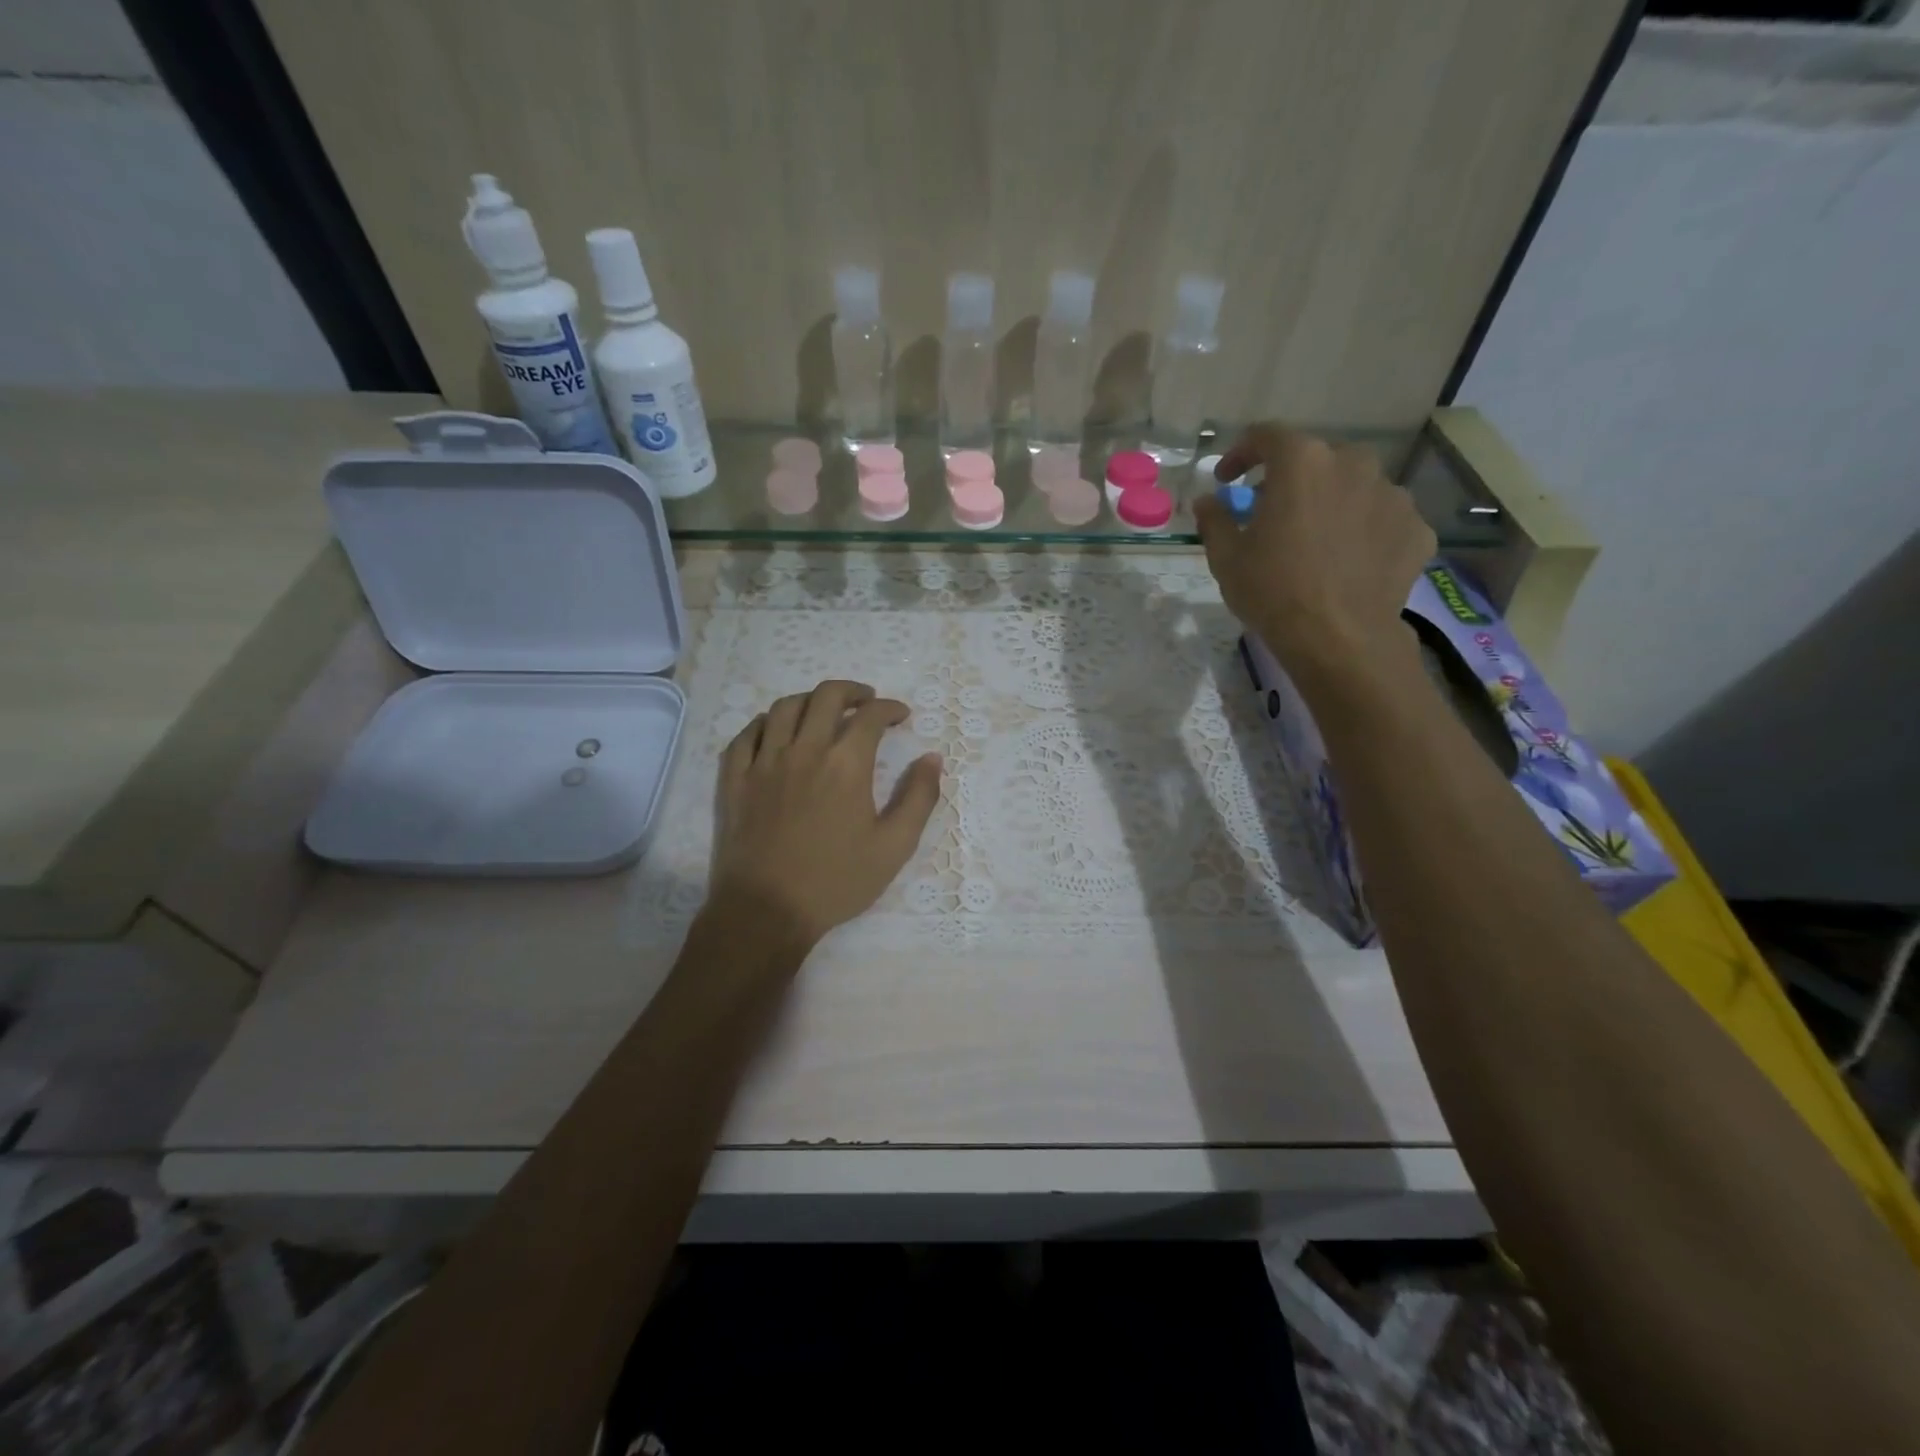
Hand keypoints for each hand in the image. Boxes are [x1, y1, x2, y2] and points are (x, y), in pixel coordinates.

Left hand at [709, 680, 942, 949]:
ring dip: (809, 700)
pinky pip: (745, 735)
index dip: (890, 708)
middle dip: (852, 691)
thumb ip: (918, 797)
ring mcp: (764, 762)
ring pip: (784, 708)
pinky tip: (774, 732)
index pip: (870, 716)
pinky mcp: (735, 780)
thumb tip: (932, 758)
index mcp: (845, 764)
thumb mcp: (894, 846)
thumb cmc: (836, 881)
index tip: (901, 716)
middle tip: (866, 702)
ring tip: (822, 712)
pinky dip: (764, 724)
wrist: (766, 911)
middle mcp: (804, 751)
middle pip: (826, 696)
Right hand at [1193, 424, 1434, 691]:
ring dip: (1333, 502)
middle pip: (1317, 459)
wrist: (1339, 639)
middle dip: (1292, 479)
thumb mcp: (1226, 558)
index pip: (1267, 436)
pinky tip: (1350, 561)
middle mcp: (1353, 464)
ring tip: (1318, 540)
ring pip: (1355, 486)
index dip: (1241, 453)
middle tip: (1274, 512)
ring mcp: (1393, 494)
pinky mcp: (1417, 527)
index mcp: (1302, 463)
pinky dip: (1365, 531)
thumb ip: (1215, 520)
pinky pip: (1383, 519)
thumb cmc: (1272, 591)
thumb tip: (1207, 501)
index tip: (1228, 480)